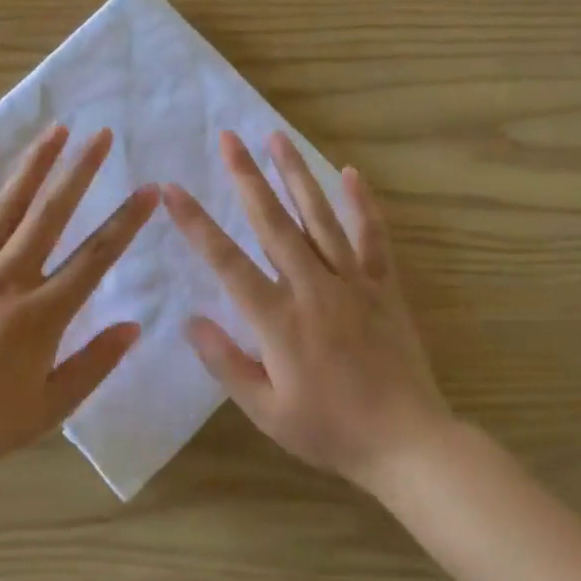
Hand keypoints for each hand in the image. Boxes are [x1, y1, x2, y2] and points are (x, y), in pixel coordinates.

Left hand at [0, 125, 156, 479]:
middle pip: (50, 216)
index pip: (94, 258)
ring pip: (3, 210)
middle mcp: (6, 281)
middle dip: (79, 172)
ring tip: (54, 130)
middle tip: (101, 135)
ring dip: (31, 167)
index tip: (148, 190)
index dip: (125, 221)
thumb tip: (133, 326)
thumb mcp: (48, 409)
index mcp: (40, 315)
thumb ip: (94, 365)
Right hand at [163, 131, 446, 487]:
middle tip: (228, 138)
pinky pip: (372, 238)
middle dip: (246, 177)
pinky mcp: (383, 287)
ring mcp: (352, 283)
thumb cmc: (330, 431)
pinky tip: (350, 173)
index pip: (227, 261)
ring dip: (296, 175)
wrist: (408, 443)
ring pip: (319, 218)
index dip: (196, 224)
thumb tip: (191, 321)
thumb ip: (226, 363)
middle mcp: (313, 288)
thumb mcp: (266, 410)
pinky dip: (362, 204)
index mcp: (278, 320)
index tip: (172, 189)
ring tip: (277, 137)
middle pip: (273, 223)